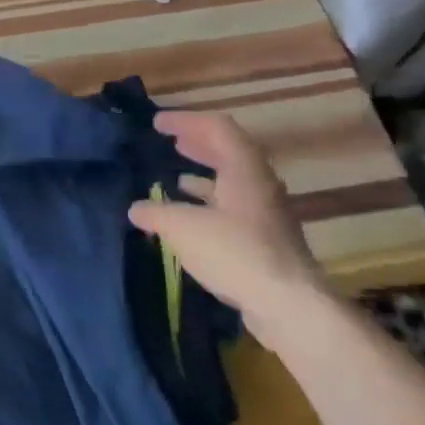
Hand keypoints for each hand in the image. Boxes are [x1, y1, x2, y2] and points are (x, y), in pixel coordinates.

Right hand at [126, 110, 327, 342]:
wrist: (288, 304)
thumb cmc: (235, 252)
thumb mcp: (182, 228)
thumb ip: (156, 213)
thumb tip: (136, 209)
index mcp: (244, 169)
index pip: (217, 128)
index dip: (185, 121)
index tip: (157, 122)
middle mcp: (259, 185)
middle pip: (229, 152)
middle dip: (198, 144)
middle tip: (171, 142)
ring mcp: (266, 213)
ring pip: (233, 182)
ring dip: (205, 175)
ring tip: (176, 177)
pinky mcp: (265, 240)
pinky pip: (233, 208)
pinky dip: (208, 204)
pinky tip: (189, 218)